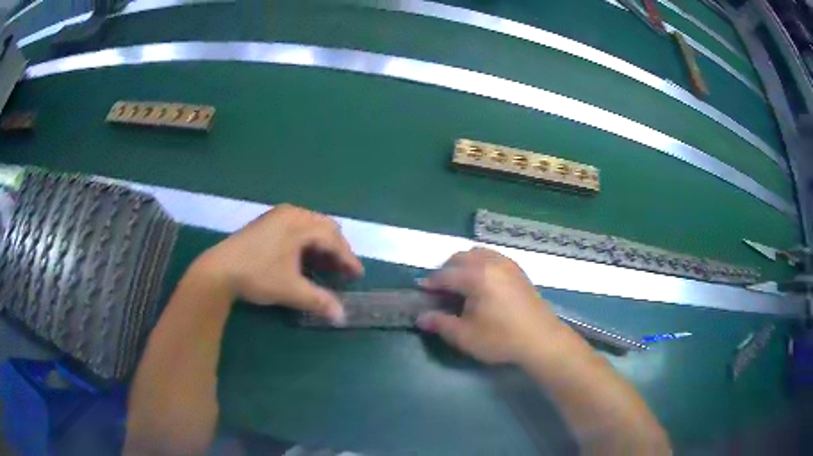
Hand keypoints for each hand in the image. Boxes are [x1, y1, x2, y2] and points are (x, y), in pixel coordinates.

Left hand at [194, 204, 363, 323]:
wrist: (218, 270)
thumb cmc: (258, 276)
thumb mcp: (291, 291)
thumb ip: (320, 301)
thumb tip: (342, 317)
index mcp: (300, 224)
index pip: (333, 240)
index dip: (348, 259)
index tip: (357, 275)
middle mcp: (291, 213)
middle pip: (325, 228)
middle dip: (337, 249)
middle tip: (342, 270)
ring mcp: (277, 216)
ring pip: (310, 226)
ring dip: (321, 245)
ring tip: (325, 265)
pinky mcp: (266, 222)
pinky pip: (296, 227)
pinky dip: (306, 241)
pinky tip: (302, 258)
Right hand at [416, 248, 564, 363]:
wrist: (541, 340)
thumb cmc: (501, 339)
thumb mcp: (466, 336)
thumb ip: (440, 323)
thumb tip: (420, 317)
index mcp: (476, 276)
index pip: (446, 275)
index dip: (431, 282)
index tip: (421, 289)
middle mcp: (491, 263)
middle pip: (461, 257)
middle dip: (446, 270)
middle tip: (440, 289)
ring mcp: (507, 264)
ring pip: (478, 253)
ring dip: (464, 264)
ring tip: (460, 283)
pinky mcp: (518, 270)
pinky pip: (493, 257)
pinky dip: (481, 263)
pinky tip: (482, 282)